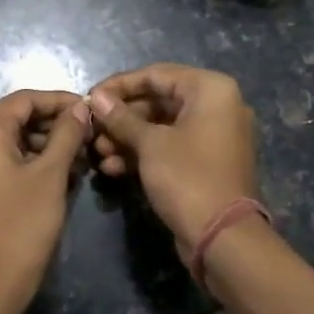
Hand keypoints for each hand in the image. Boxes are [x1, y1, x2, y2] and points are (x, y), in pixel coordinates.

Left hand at [0, 89, 91, 305]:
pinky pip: (10, 162)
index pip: (26, 99)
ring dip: (50, 145)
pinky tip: (66, 175)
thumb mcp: (51, 174)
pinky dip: (37, 163)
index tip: (93, 110)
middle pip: (20, 118)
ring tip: (84, 158)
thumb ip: (67, 135)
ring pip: (17, 141)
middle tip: (91, 136)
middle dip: (56, 124)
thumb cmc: (22, 223)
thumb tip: (81, 108)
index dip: (60, 101)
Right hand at [88, 64, 260, 263]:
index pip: (156, 75)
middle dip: (121, 118)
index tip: (90, 98)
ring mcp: (213, 136)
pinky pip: (170, 147)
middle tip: (92, 130)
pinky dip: (143, 154)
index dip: (119, 85)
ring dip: (127, 138)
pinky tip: (111, 168)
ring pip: (161, 126)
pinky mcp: (205, 162)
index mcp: (210, 90)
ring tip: (97, 152)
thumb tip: (96, 98)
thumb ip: (121, 118)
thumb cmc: (188, 177)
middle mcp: (216, 106)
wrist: (223, 239)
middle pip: (158, 101)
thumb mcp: (149, 144)